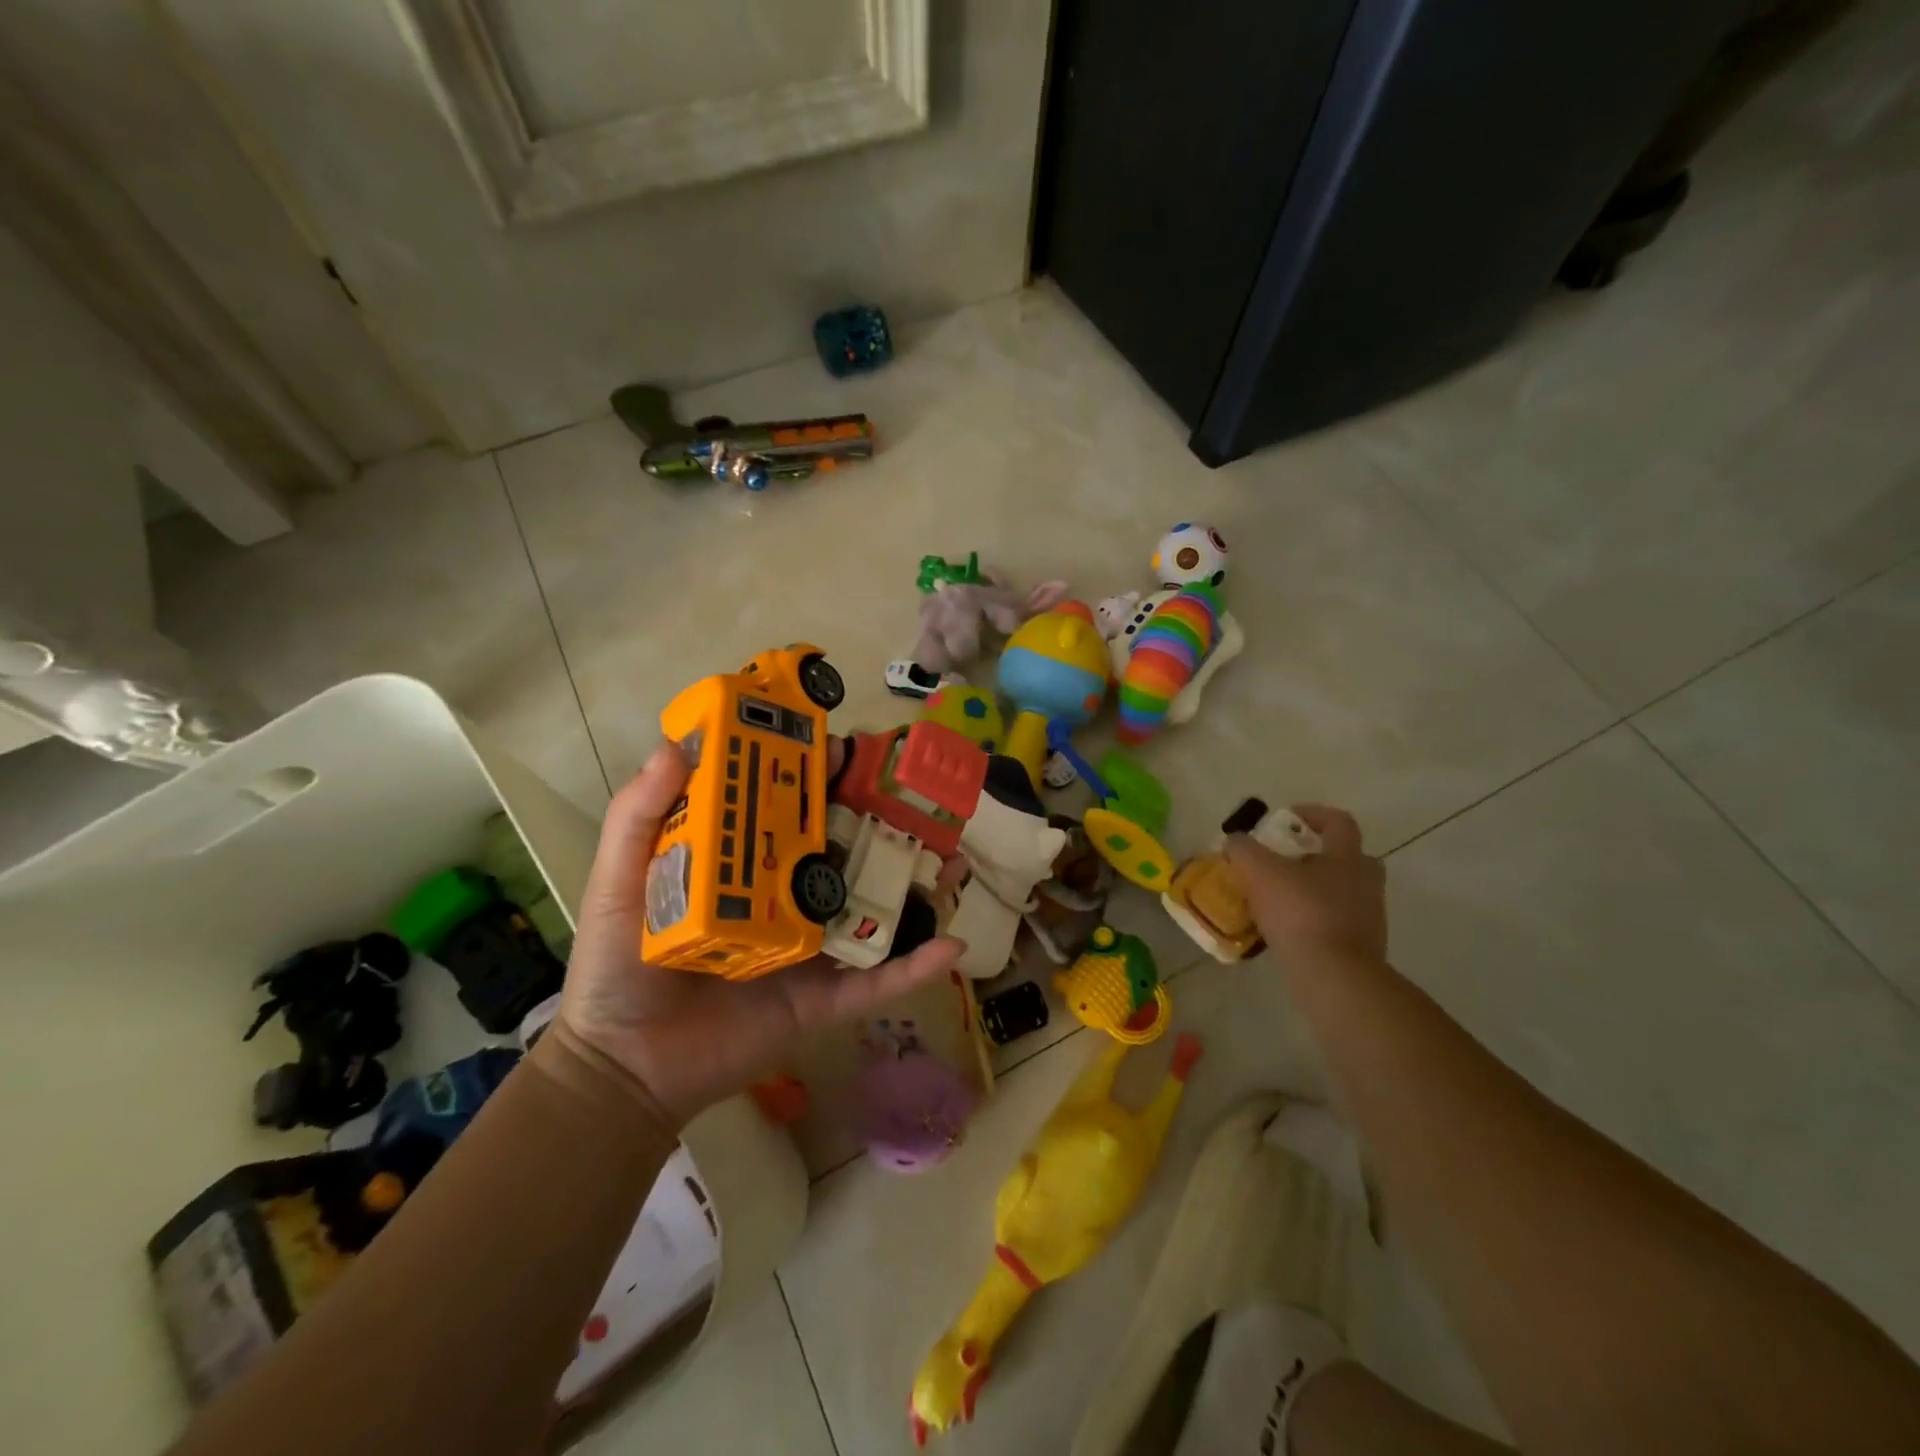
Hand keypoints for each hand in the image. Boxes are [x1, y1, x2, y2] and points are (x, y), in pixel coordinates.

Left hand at [556, 741, 965, 1128]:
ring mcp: (811, 949)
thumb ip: (638, 816)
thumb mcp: (619, 881)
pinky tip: (954, 943)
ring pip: (874, 910)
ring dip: (918, 886)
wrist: (624, 1067)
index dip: (817, 776)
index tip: (845, 747)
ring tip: (955, 857)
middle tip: (917, 792)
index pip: (790, 809)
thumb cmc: (618, 967)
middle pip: (844, 851)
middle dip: (883, 820)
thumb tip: (672, 745)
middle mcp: (786, 898)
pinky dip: (916, 967)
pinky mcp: (822, 999)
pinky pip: (876, 982)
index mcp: (745, 866)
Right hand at [1224, 805, 1386, 966]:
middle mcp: (1365, 882)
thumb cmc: (1300, 913)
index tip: (1286, 818)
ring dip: (1312, 890)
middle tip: (1285, 861)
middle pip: (1346, 858)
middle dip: (1316, 856)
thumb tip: (1235, 841)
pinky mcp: (1361, 947)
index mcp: (1347, 857)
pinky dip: (1312, 920)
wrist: (1333, 976)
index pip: (1338, 821)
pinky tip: (1284, 929)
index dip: (1312, 813)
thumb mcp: (1259, 872)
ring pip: (1340, 892)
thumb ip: (1243, 850)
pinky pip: (1335, 922)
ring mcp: (1368, 917)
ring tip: (1277, 898)